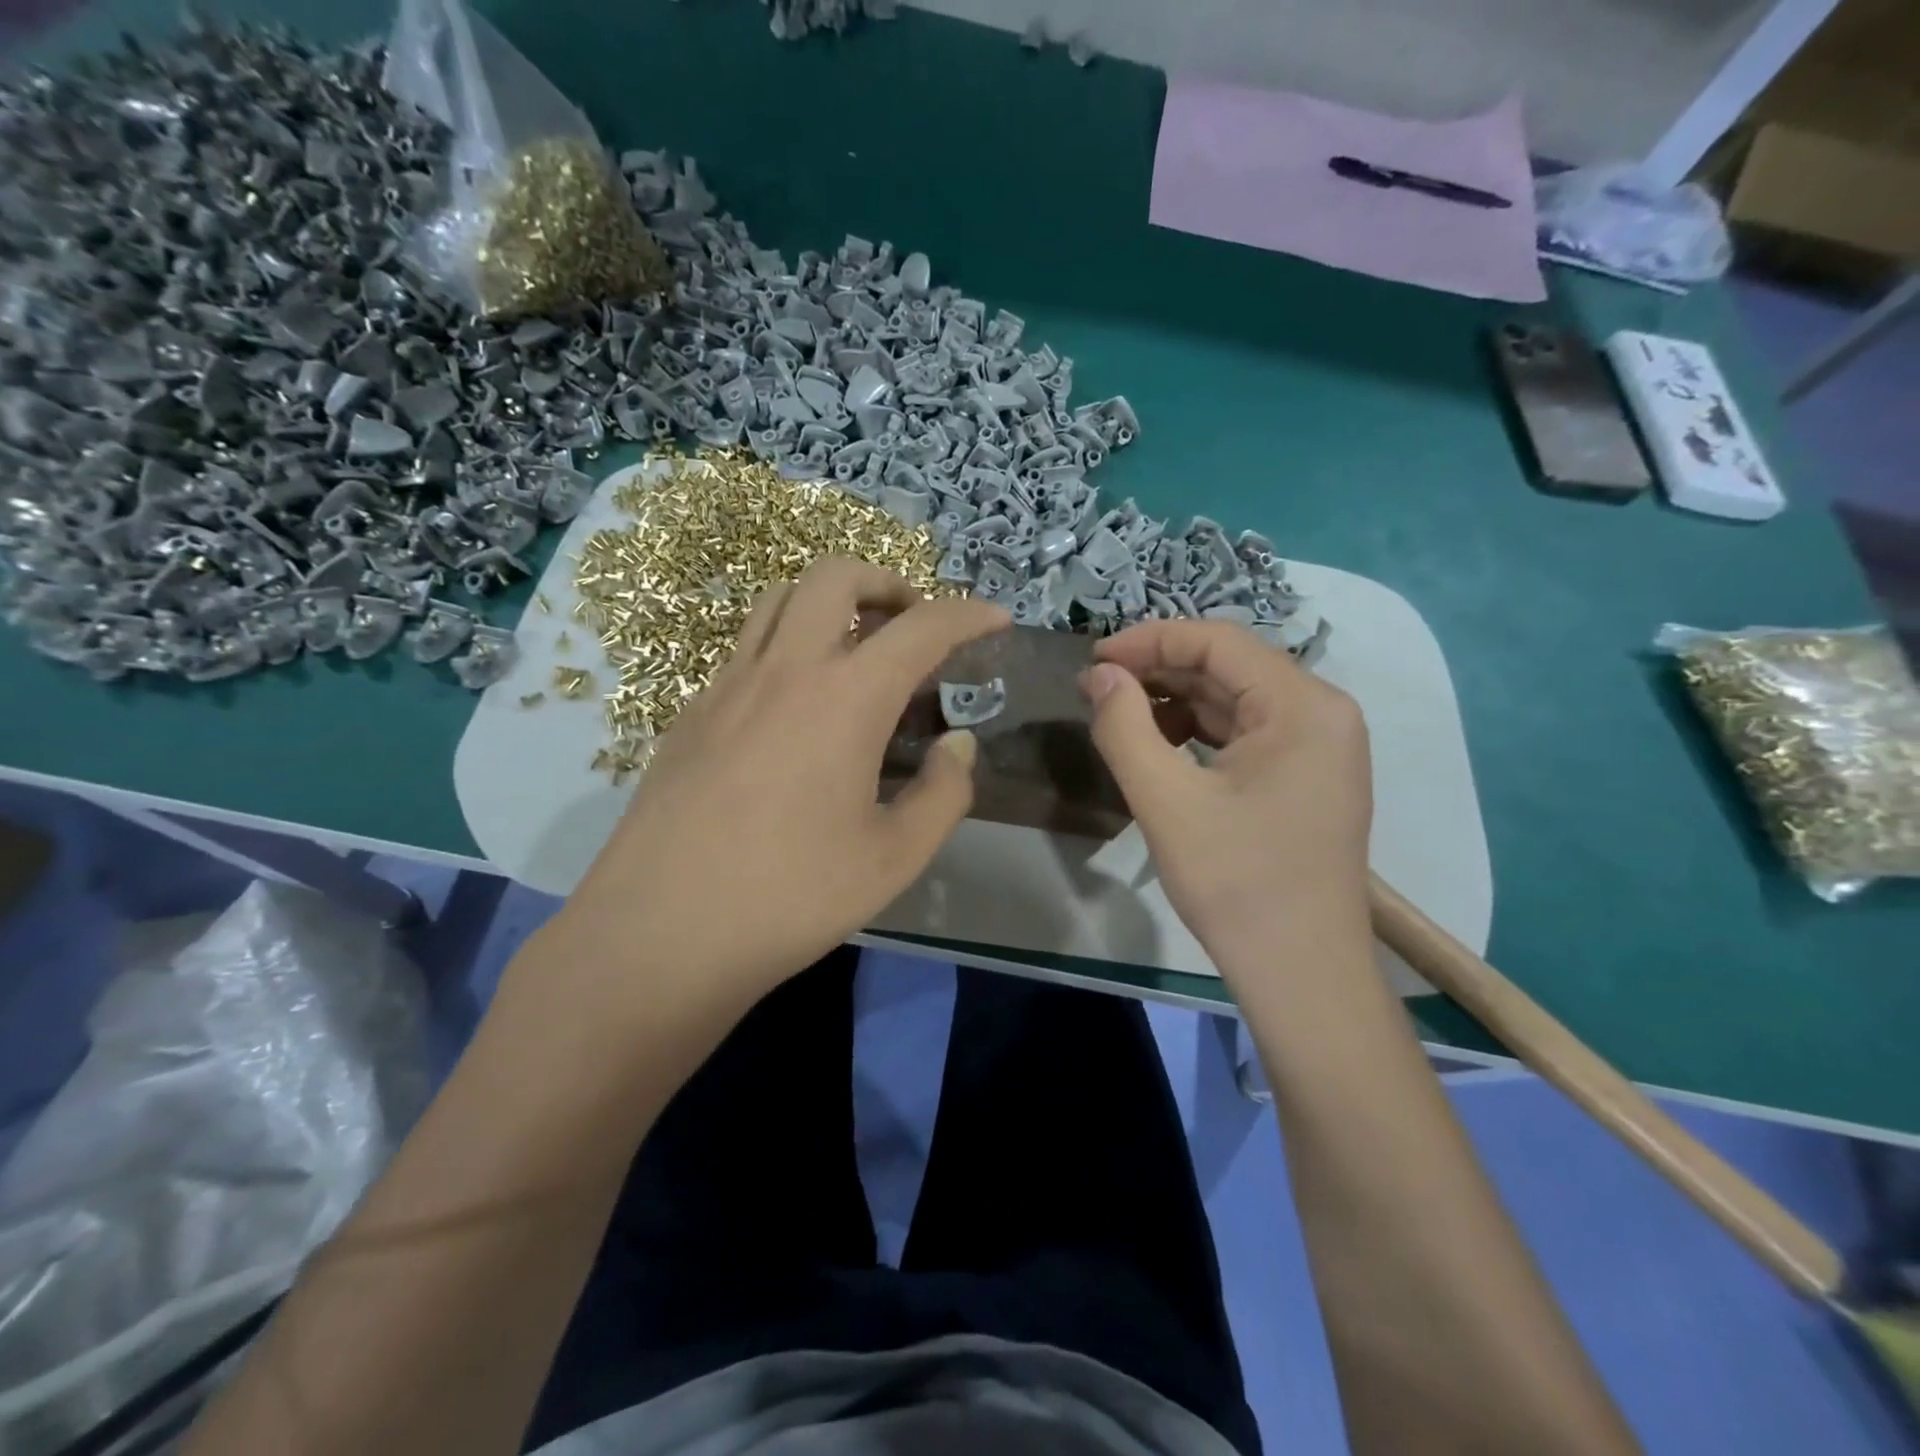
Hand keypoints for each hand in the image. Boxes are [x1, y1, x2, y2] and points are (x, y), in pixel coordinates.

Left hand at [551, 558, 1008, 1016]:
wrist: (659, 934)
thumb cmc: (790, 898)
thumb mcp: (894, 858)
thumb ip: (943, 792)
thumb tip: (958, 744)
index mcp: (845, 699)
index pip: (921, 627)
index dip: (968, 615)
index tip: (996, 618)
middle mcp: (785, 670)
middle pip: (835, 576)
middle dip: (886, 582)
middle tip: (912, 623)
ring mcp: (727, 685)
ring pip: (780, 599)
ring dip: (829, 602)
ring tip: (856, 649)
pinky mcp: (691, 713)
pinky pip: (747, 648)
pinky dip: (788, 647)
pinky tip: (797, 707)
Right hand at [1084, 620, 1371, 958]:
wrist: (1301, 974)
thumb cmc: (1237, 884)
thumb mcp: (1166, 801)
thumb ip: (1124, 727)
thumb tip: (1098, 675)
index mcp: (1303, 706)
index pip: (1217, 642)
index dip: (1149, 640)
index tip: (1092, 659)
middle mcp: (1322, 712)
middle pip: (1228, 667)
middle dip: (1158, 672)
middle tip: (1095, 690)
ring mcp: (1320, 746)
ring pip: (1234, 700)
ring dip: (1174, 702)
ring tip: (1118, 718)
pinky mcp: (1307, 776)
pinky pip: (1246, 733)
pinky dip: (1197, 732)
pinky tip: (1159, 748)